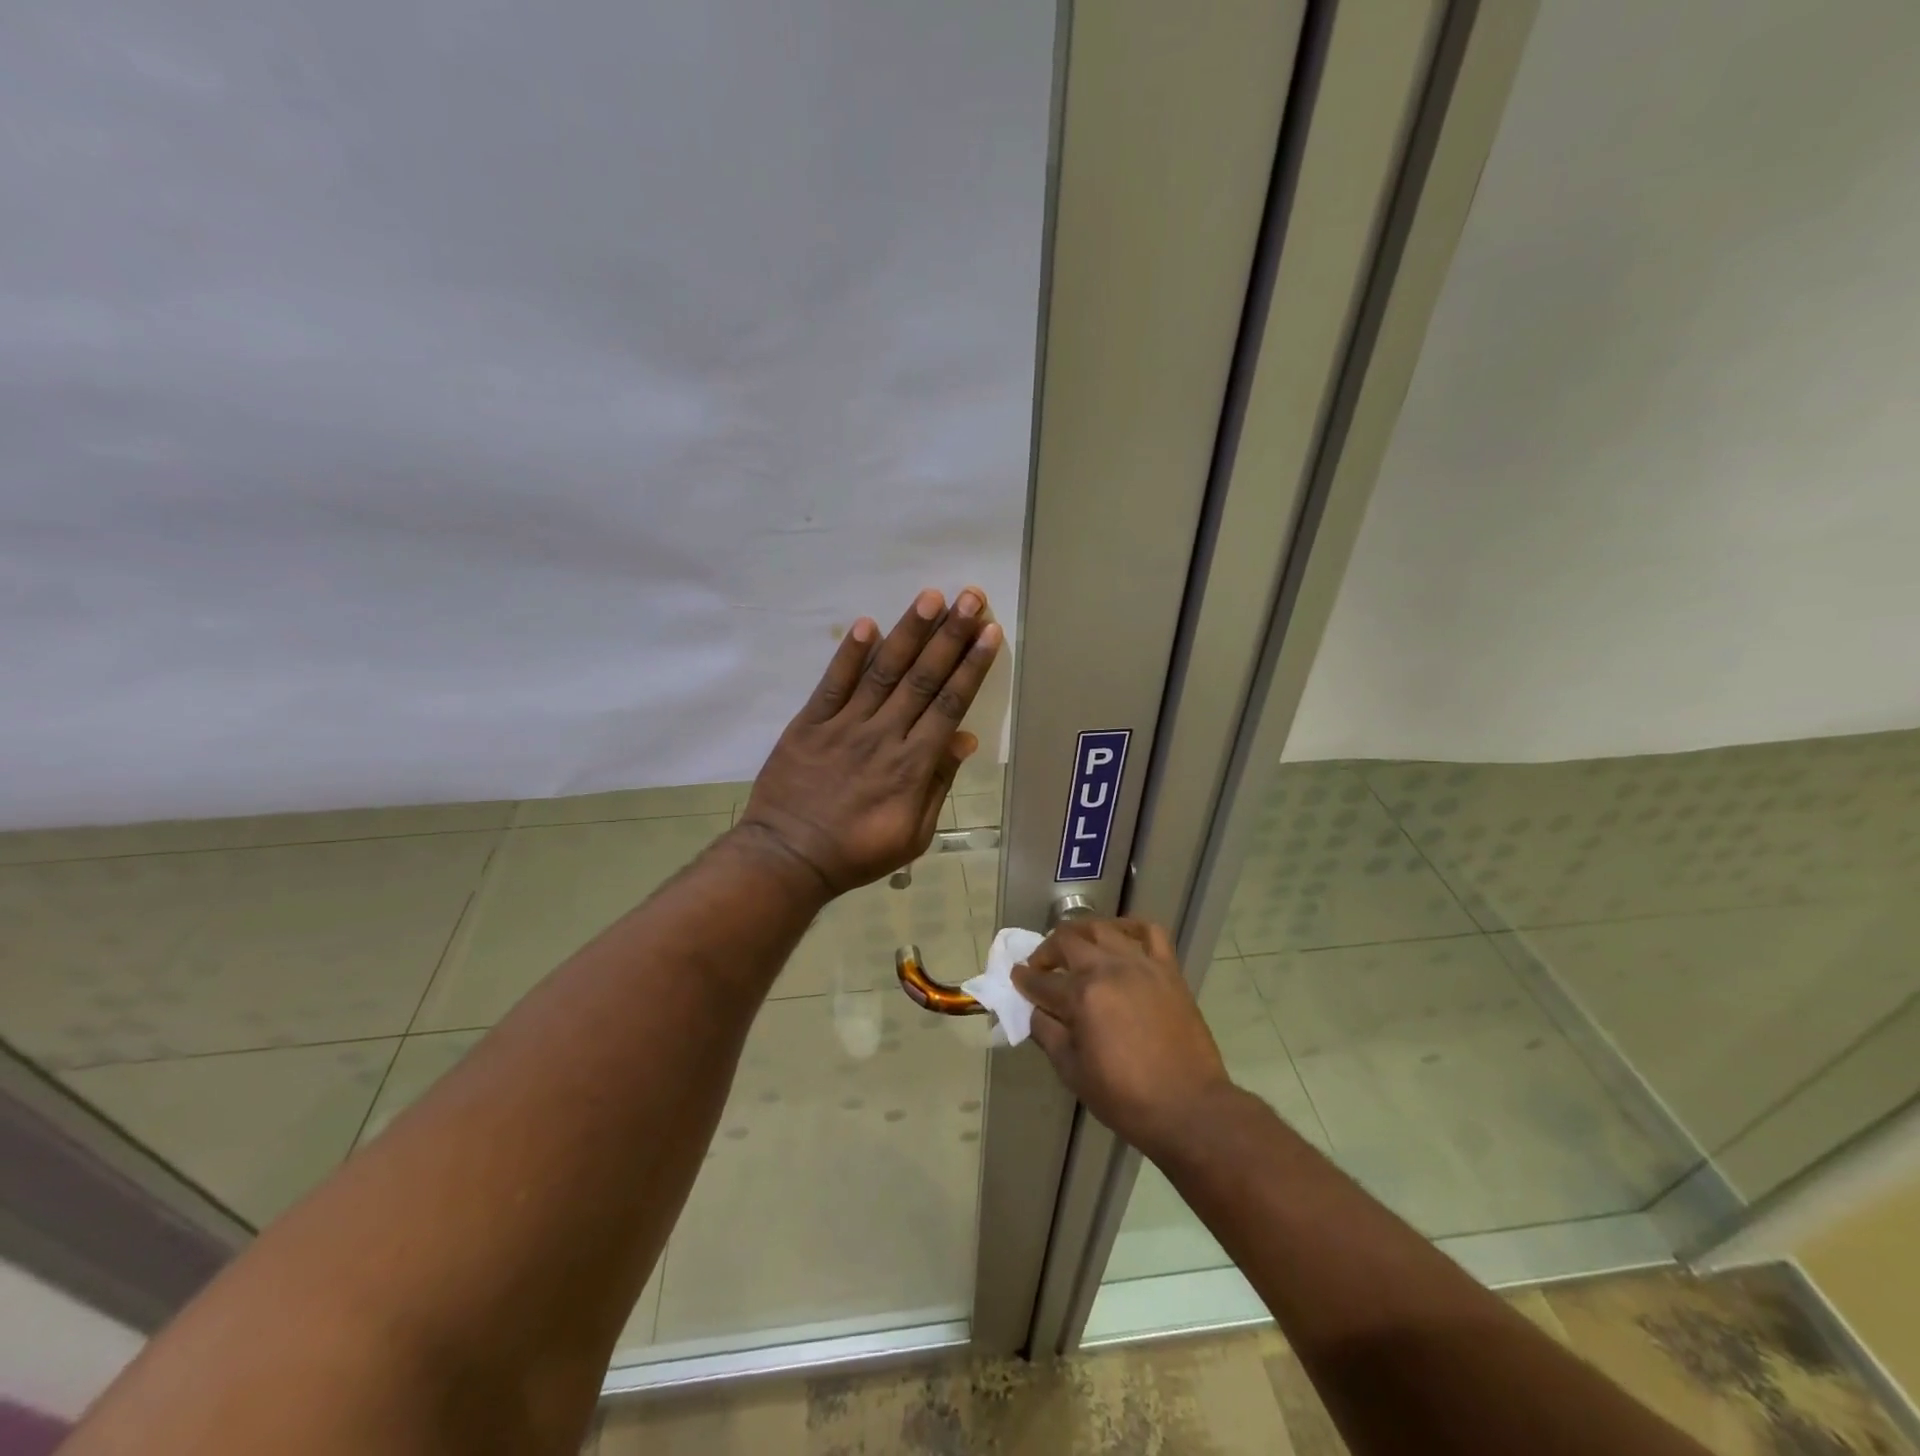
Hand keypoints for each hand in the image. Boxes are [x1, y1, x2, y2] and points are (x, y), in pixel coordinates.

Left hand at [737, 587, 1002, 895]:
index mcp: (913, 765)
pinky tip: (867, 624)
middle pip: (923, 678)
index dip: (972, 666)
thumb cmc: (857, 852)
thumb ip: (938, 784)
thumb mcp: (914, 834)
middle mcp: (884, 736)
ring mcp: (844, 726)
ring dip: (909, 633)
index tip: (990, 633)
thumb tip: (964, 738)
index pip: (950, 704)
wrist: (789, 858)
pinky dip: (849, 654)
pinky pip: (833, 684)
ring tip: (931, 598)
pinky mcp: (810, 723)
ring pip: (883, 672)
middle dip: (950, 635)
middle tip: (971, 598)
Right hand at [1013, 919, 1234, 1160]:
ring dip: (1080, 933)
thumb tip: (1036, 1011)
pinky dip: (1130, 927)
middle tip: (1042, 967)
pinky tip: (1119, 937)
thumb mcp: (1073, 1072)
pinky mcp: (1168, 969)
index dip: (1024, 980)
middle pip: (1067, 941)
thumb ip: (1048, 1034)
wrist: (1189, 1108)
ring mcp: (1141, 964)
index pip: (1041, 981)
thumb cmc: (1125, 1098)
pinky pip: (1149, 931)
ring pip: (1102, 928)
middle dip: (1046, 951)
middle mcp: (1108, 969)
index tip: (1017, 977)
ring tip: (1075, 947)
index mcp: (1082, 996)